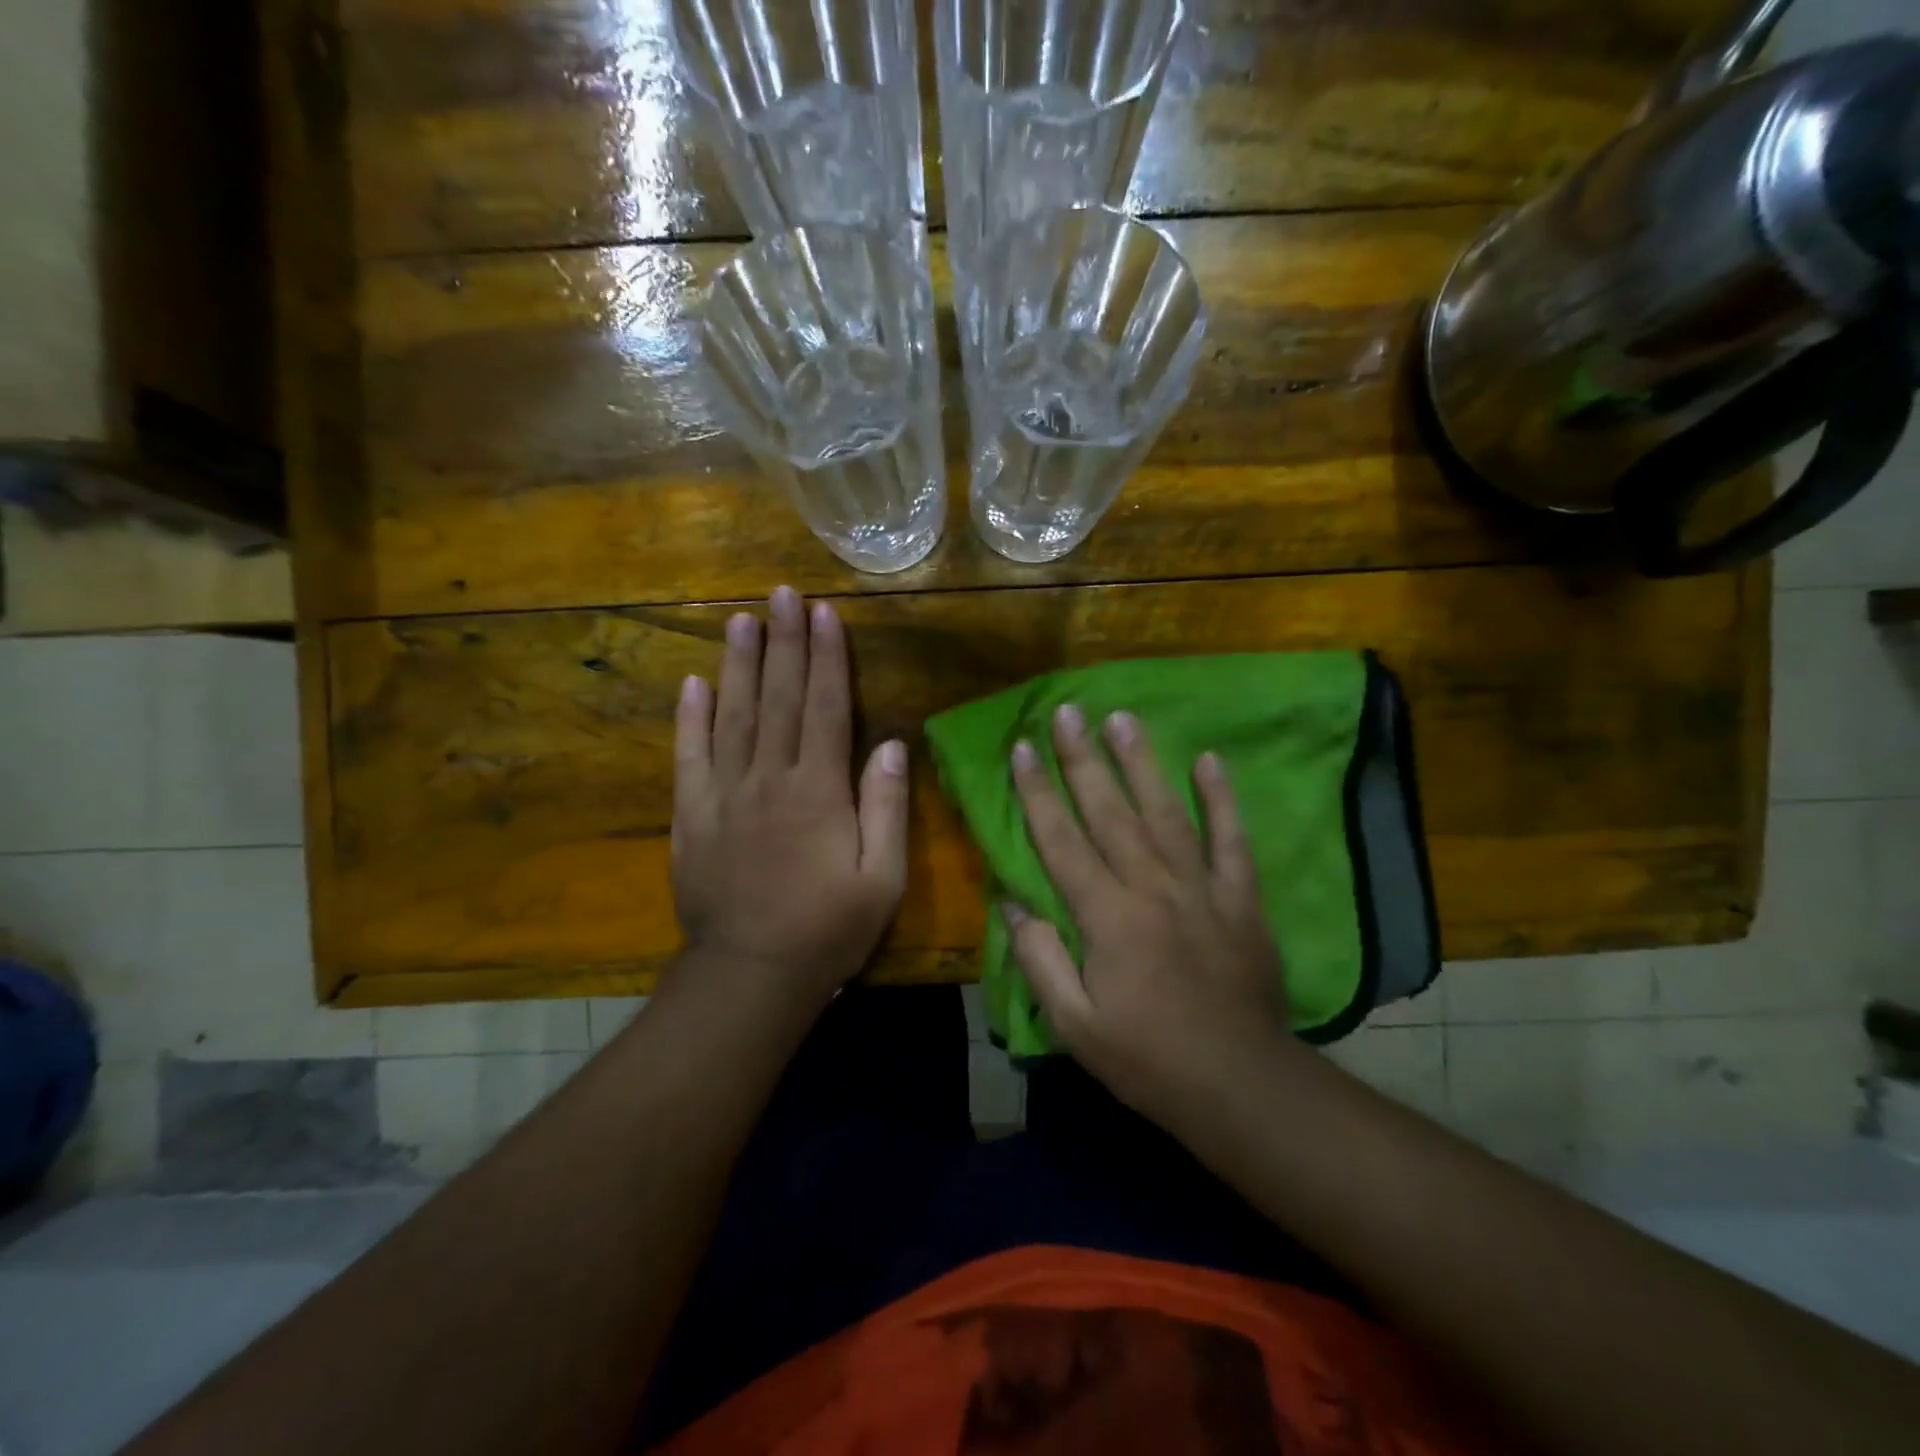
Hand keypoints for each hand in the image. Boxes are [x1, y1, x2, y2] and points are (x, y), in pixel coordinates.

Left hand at [671, 586, 908, 1011]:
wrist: (752, 975)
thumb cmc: (828, 929)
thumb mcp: (881, 878)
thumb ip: (885, 807)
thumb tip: (888, 743)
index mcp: (818, 791)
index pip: (823, 708)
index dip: (826, 658)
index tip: (823, 613)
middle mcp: (769, 779)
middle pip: (777, 698)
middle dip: (783, 642)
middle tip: (781, 593)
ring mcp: (724, 795)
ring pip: (731, 716)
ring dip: (737, 665)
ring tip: (740, 620)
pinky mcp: (692, 817)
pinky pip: (689, 757)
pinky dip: (689, 718)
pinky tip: (692, 683)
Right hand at [1007, 704, 1296, 1123]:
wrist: (1240, 1085)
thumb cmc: (1147, 1059)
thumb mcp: (1075, 1026)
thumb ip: (1039, 961)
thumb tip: (1011, 903)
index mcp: (1107, 917)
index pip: (1061, 841)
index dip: (1037, 792)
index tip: (1020, 749)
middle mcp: (1151, 888)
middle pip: (1110, 812)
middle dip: (1083, 759)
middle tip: (1067, 711)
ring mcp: (1201, 888)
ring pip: (1165, 812)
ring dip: (1141, 763)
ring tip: (1122, 719)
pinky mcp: (1240, 898)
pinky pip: (1231, 839)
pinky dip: (1222, 799)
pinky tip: (1209, 760)